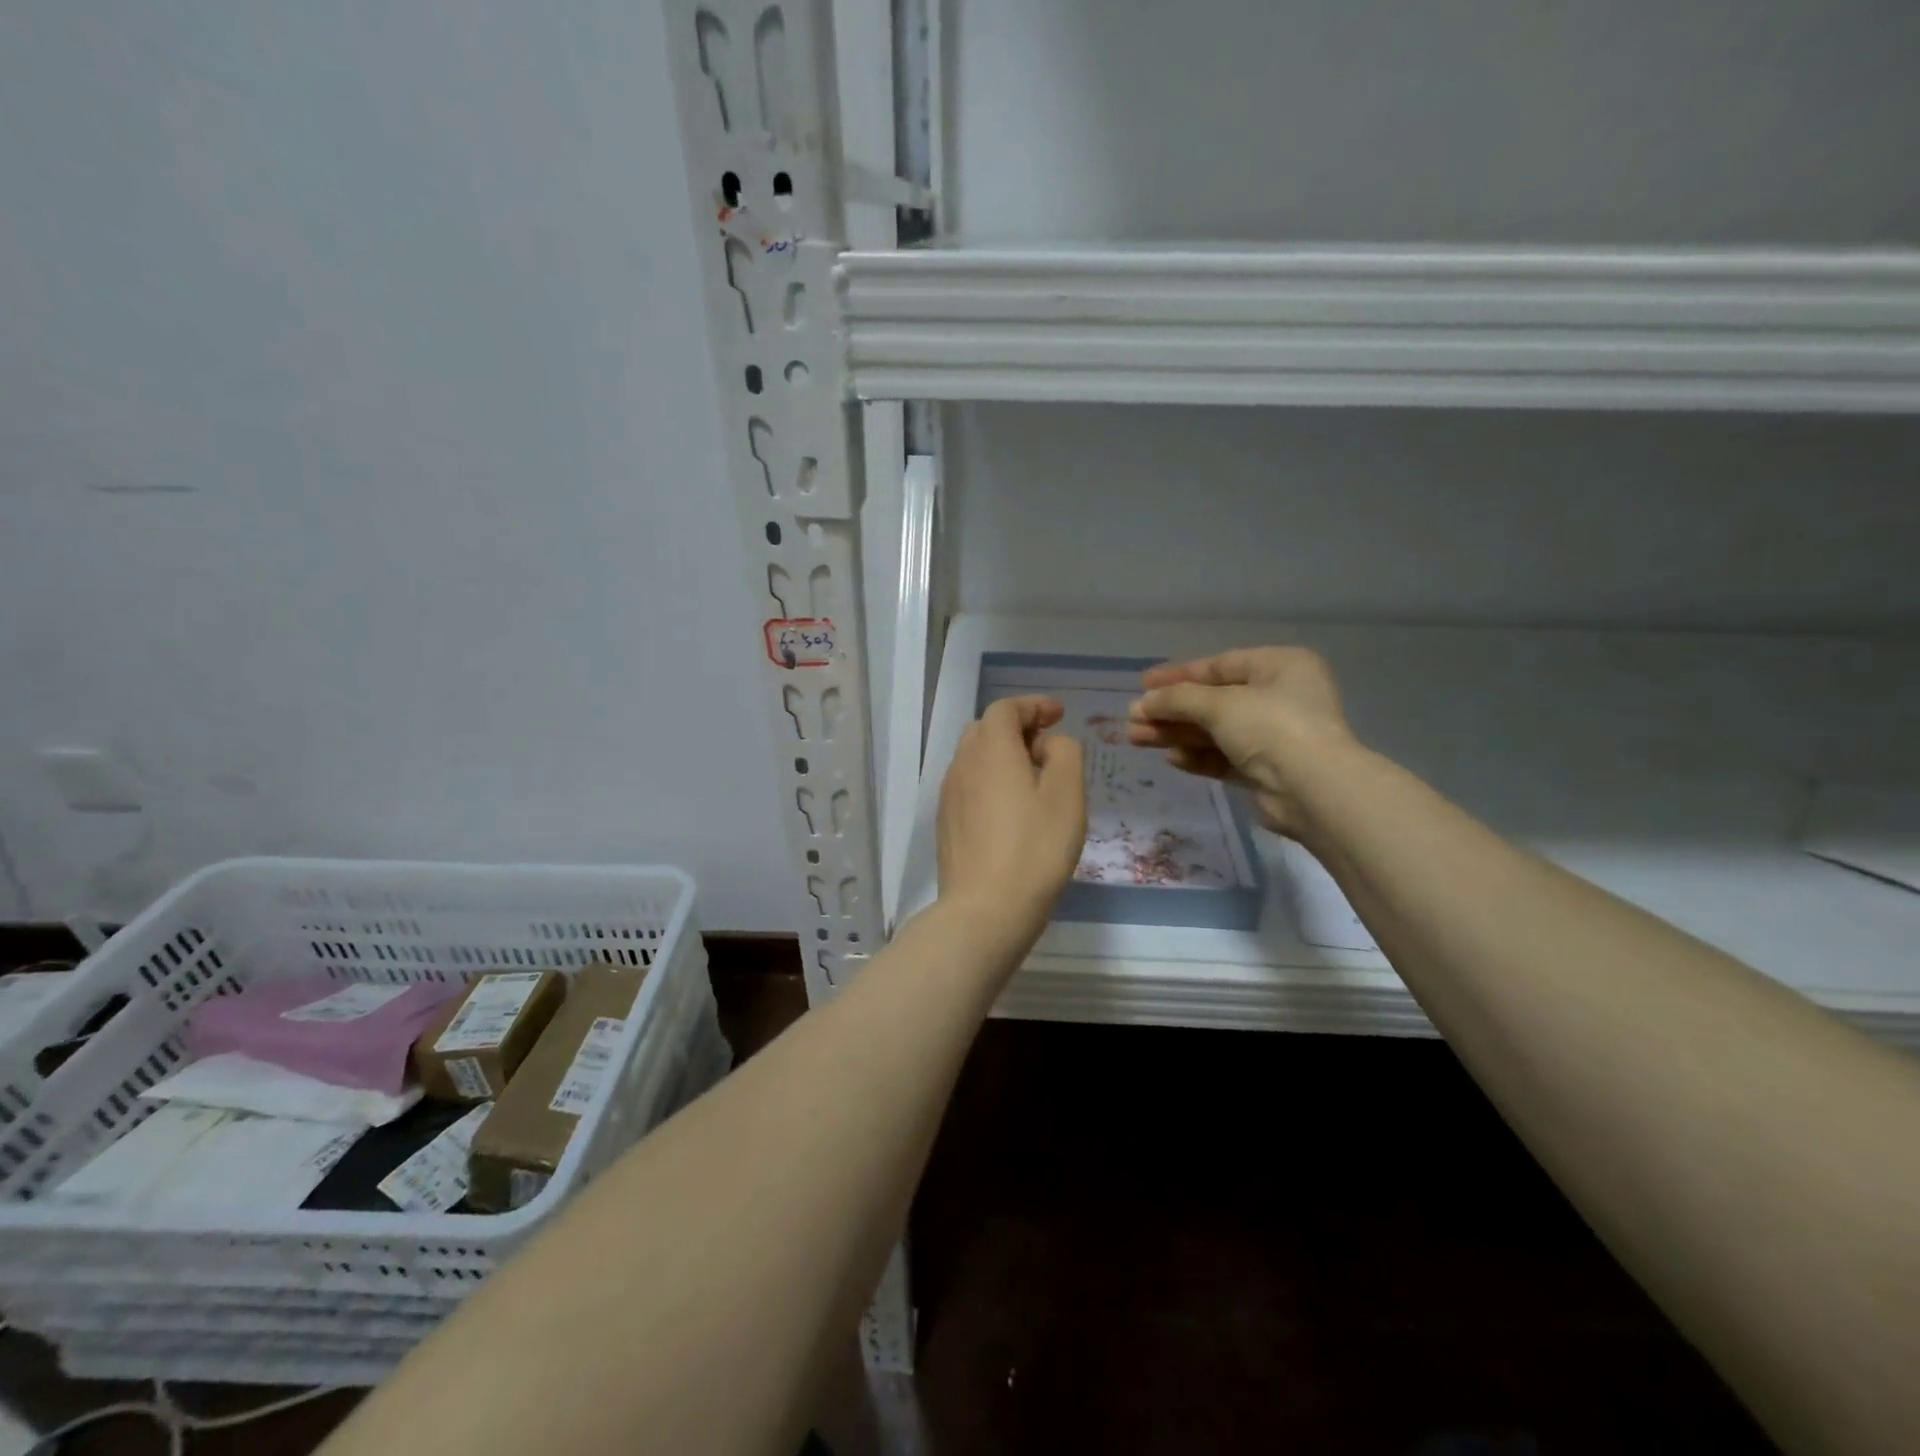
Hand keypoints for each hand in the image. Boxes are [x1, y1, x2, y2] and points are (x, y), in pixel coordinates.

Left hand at [937, 696, 1086, 939]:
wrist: (985, 909)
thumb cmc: (1035, 848)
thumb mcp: (1067, 794)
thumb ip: (1065, 753)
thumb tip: (1049, 744)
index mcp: (991, 749)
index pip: (1005, 708)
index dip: (1033, 705)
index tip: (1059, 714)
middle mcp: (962, 764)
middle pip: (985, 729)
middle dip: (1018, 728)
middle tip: (1048, 745)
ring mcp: (949, 795)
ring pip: (974, 758)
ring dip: (1002, 755)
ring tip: (1033, 778)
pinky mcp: (946, 824)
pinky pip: (968, 786)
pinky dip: (990, 781)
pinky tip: (1010, 810)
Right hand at [1126, 647, 1357, 837]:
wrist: (1312, 789)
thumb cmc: (1270, 727)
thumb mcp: (1219, 704)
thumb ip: (1177, 699)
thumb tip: (1142, 702)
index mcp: (1279, 666)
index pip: (1219, 665)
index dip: (1178, 675)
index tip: (1142, 684)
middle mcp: (1280, 696)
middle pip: (1213, 701)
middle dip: (1171, 710)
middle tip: (1133, 718)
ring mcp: (1275, 735)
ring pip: (1215, 731)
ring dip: (1177, 734)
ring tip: (1137, 739)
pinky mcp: (1267, 770)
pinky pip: (1225, 757)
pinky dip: (1198, 756)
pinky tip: (1171, 759)